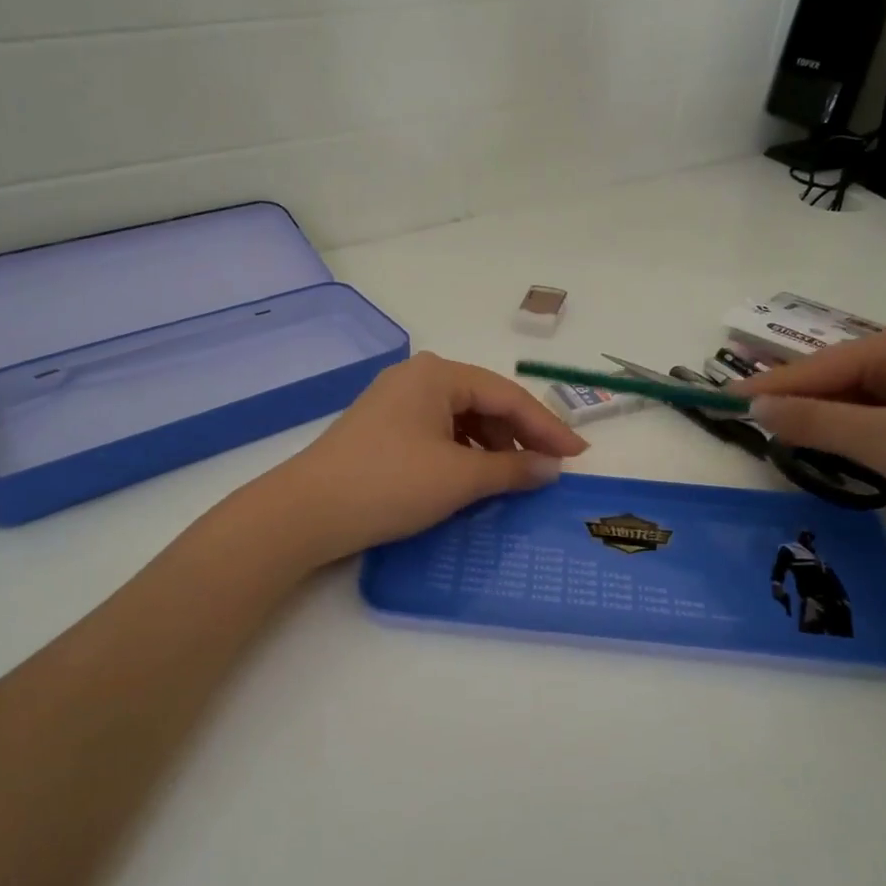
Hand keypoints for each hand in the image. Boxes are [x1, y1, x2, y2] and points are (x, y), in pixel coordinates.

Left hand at [263, 353, 587, 563]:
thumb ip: (512, 469)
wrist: (307, 512)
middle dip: (519, 436)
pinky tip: (473, 478)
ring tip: (514, 478)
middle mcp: (417, 377)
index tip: (579, 455)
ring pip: (461, 419)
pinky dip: (463, 453)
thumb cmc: (389, 484)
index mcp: (438, 374)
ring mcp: (395, 402)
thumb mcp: (459, 478)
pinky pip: (438, 433)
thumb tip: (552, 468)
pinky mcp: (382, 428)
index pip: (508, 396)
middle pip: (485, 402)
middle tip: (549, 469)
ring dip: (492, 447)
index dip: (548, 427)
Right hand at [733, 322, 885, 541]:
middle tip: (750, 432)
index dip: (767, 389)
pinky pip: (884, 416)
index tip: (721, 405)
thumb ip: (818, 424)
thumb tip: (758, 408)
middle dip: (796, 406)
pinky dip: (858, 433)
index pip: (814, 367)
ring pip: (859, 400)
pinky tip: (847, 453)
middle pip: (835, 379)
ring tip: (789, 446)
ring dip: (827, 423)